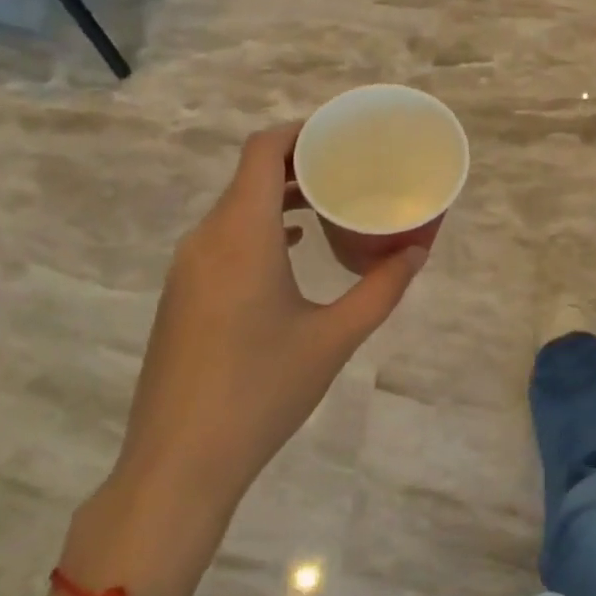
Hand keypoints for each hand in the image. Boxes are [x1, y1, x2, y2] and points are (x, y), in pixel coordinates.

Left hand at [72, 126, 427, 595]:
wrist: (177, 464)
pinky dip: (259, 226)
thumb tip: (417, 251)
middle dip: (298, 162)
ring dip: (278, 196)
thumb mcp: (333, 338)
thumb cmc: (261, 392)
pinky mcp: (181, 294)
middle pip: (248, 174)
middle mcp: (206, 238)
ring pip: (234, 206)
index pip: (261, 150)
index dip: (300, 131)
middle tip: (348, 167)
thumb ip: (381, 289)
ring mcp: (187, 267)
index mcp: (241, 234)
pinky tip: (293, 248)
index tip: (340, 134)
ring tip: (328, 203)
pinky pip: (223, 236)